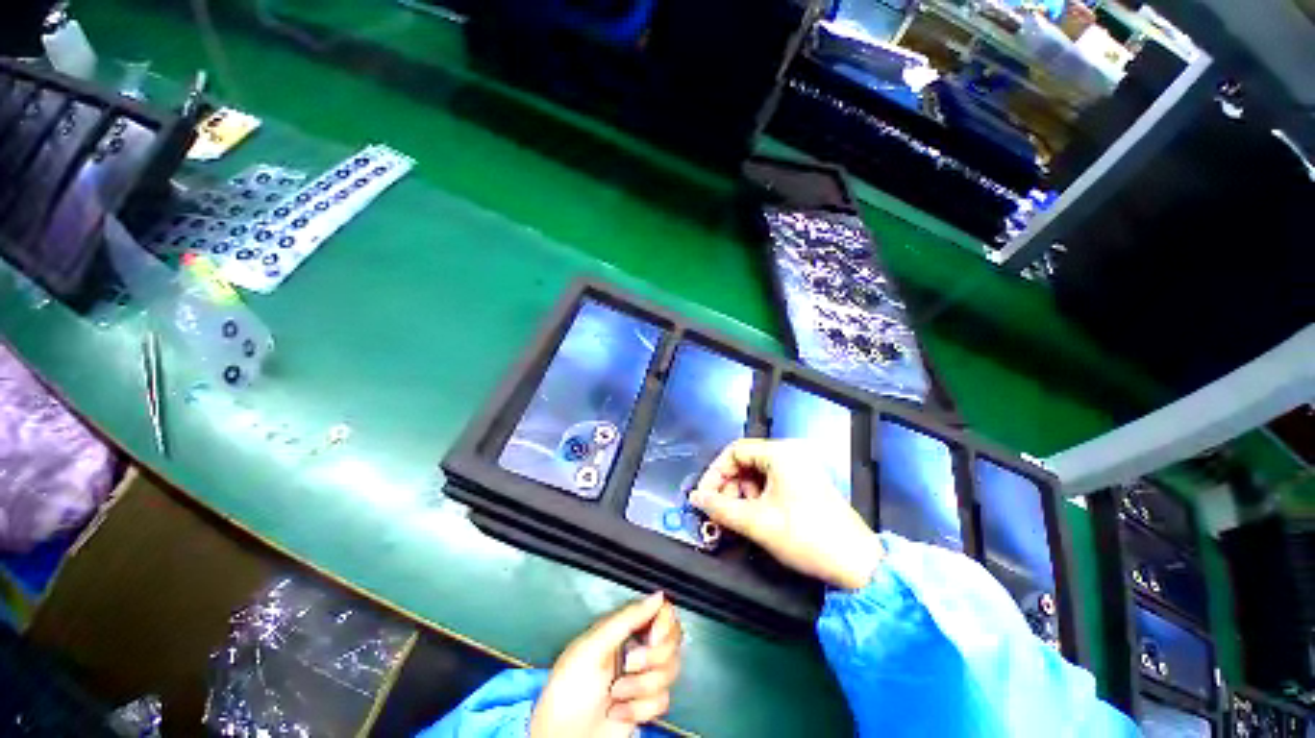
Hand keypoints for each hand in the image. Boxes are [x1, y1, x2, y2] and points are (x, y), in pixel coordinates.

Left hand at [530, 592, 682, 737]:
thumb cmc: (570, 688)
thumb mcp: (593, 646)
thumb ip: (627, 618)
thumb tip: (658, 596)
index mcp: (623, 627)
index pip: (661, 611)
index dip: (664, 622)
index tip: (652, 636)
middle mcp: (636, 647)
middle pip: (671, 641)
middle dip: (652, 658)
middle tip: (628, 665)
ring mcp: (642, 676)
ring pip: (670, 671)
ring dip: (641, 686)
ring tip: (616, 693)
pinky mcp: (645, 704)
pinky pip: (663, 700)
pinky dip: (640, 709)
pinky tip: (619, 711)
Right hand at [690, 439, 881, 589]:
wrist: (858, 565)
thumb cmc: (805, 536)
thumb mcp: (757, 522)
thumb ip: (720, 507)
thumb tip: (695, 498)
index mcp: (780, 452)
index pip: (734, 451)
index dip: (715, 472)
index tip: (704, 496)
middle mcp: (791, 452)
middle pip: (745, 461)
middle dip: (728, 486)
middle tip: (720, 512)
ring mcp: (801, 467)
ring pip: (757, 473)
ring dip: (742, 494)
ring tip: (738, 518)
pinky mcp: (806, 482)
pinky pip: (771, 482)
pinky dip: (757, 497)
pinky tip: (755, 517)